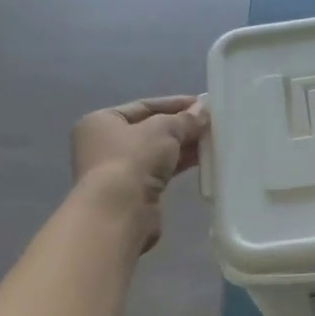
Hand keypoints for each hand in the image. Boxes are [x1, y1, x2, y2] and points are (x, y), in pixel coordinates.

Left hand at [69, 96, 207, 250]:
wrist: (120, 212)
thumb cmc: (133, 159)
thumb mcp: (164, 129)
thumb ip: (185, 119)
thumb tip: (203, 111)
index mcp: (102, 121)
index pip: (144, 106)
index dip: (174, 104)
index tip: (202, 104)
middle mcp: (105, 144)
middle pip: (151, 129)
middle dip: (181, 126)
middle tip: (211, 123)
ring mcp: (118, 170)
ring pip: (157, 152)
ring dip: (183, 146)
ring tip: (212, 140)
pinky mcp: (133, 192)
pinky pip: (160, 171)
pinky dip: (179, 164)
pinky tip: (202, 159)